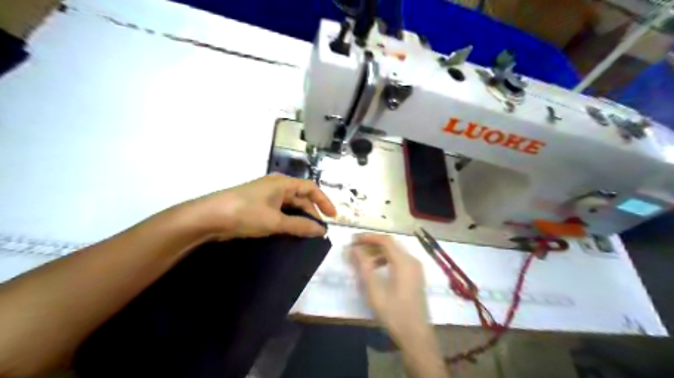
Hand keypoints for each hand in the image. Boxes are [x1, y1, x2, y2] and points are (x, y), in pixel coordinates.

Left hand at [182, 173, 336, 238]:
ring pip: (289, 205)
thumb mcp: (275, 221)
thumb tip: (321, 230)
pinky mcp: (256, 205)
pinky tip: (290, 231)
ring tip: (307, 233)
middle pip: (300, 197)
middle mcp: (275, 186)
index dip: (324, 201)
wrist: (208, 217)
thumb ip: (300, 226)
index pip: (310, 188)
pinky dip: (287, 220)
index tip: (332, 217)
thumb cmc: (245, 213)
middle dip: (311, 212)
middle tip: (319, 230)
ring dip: (299, 217)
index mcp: (282, 183)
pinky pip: (279, 211)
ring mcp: (265, 195)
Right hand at [351, 233, 428, 341]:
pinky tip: (376, 268)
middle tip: (355, 248)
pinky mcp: (415, 276)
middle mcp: (412, 261)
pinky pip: (399, 260)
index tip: (353, 240)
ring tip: (362, 259)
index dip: (368, 237)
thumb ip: (363, 267)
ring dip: (378, 252)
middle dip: (371, 244)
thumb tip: (353, 249)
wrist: (415, 334)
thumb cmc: (393, 312)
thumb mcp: (374, 290)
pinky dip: (386, 259)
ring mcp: (416, 268)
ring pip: (395, 252)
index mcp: (404, 262)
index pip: (385, 240)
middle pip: (390, 244)